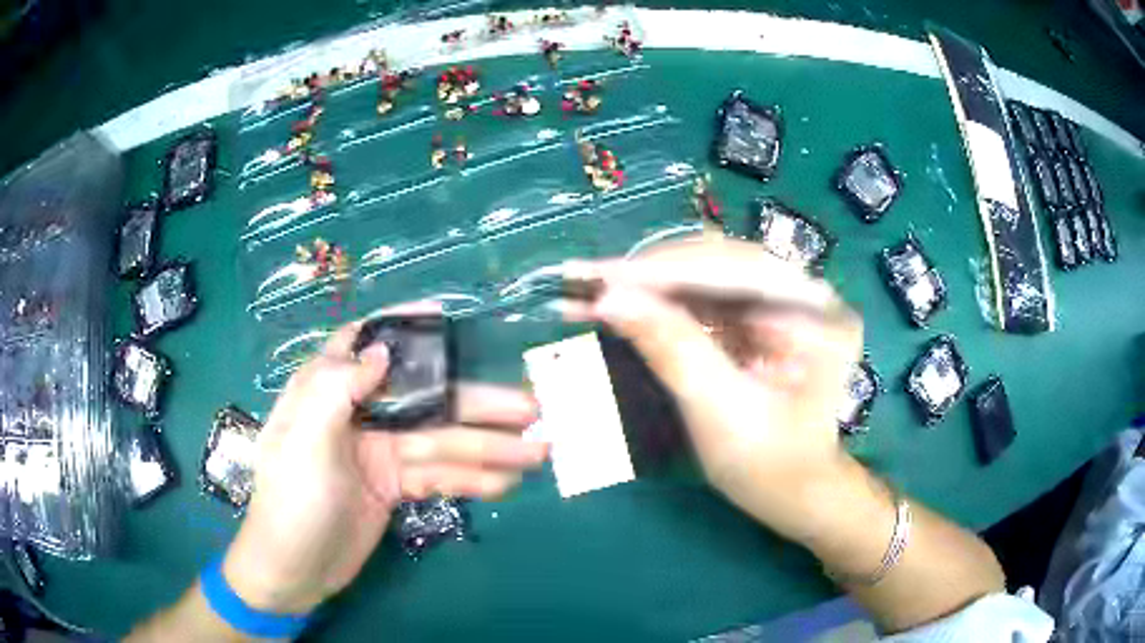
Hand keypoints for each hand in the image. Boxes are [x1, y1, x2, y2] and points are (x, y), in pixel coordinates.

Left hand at [222, 315, 546, 613]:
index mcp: (327, 392)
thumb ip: (335, 390)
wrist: (293, 571)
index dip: (403, 326)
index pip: (362, 343)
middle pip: (424, 399)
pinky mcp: (394, 487)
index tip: (446, 316)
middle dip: (477, 403)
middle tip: (530, 408)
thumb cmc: (291, 502)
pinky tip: (506, 483)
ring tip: (538, 452)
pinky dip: (472, 480)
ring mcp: (380, 454)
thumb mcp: (303, 443)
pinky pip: (438, 477)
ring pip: (441, 442)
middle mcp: (357, 415)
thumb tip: (382, 349)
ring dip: (488, 448)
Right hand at [563, 237, 861, 538]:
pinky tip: (623, 302)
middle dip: (649, 274)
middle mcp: (808, 294)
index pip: (735, 271)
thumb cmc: (769, 466)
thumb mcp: (721, 412)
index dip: (662, 273)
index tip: (599, 278)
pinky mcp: (763, 315)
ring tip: (593, 290)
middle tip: (587, 281)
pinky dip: (662, 302)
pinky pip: (706, 297)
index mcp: (818, 317)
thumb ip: (672, 349)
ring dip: (649, 284)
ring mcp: (786, 301)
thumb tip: (609, 300)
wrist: (795, 493)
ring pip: (706, 276)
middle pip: (719, 263)